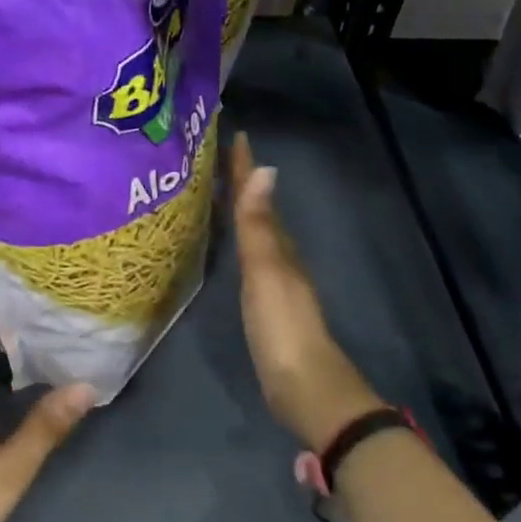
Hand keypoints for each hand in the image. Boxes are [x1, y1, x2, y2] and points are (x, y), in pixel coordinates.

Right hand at [229, 132, 383, 450]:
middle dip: (241, 183)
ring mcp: (275, 283)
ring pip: (256, 234)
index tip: (235, 134)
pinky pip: (250, 260)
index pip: (258, 197)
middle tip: (215, 158)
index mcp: (279, 246)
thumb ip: (259, 226)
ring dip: (241, 211)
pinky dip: (240, 242)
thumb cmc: (282, 328)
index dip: (246, 168)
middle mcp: (280, 257)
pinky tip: (230, 247)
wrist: (305, 387)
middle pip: (258, 211)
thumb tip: (267, 169)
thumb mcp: (266, 272)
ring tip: (217, 193)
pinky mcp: (266, 306)